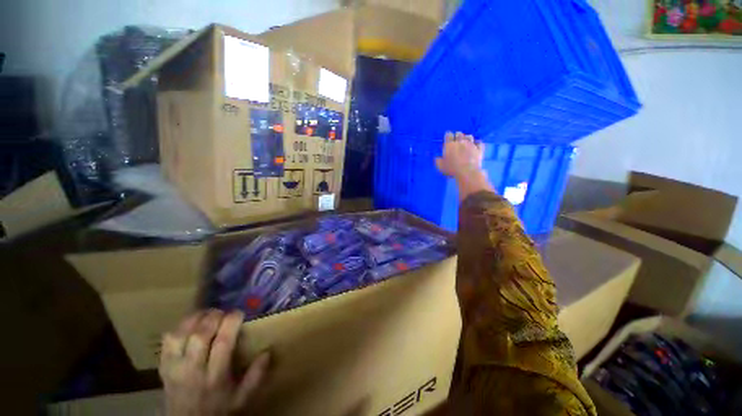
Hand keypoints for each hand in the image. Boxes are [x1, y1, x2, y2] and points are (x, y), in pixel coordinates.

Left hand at [159, 310, 269, 415]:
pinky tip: (190, 325)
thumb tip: (268, 351)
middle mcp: (193, 370)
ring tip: (208, 314)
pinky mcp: (163, 366)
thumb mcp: (242, 398)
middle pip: (200, 334)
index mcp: (215, 376)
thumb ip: (256, 376)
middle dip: (214, 317)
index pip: (223, 342)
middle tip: (224, 312)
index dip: (232, 321)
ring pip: (181, 334)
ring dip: (196, 319)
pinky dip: (179, 327)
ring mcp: (174, 368)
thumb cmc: (218, 409)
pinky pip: (167, 341)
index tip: (240, 313)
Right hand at [435, 132, 492, 200]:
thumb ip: (438, 160)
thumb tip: (437, 158)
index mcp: (450, 145)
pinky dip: (477, 143)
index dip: (448, 136)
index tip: (447, 138)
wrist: (467, 172)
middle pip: (459, 134)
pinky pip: (479, 143)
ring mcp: (471, 144)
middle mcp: (460, 142)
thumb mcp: (440, 166)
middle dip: (457, 136)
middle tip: (456, 141)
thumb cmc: (451, 169)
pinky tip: (476, 146)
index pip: (448, 135)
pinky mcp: (479, 149)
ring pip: (469, 136)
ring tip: (466, 142)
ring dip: (467, 138)